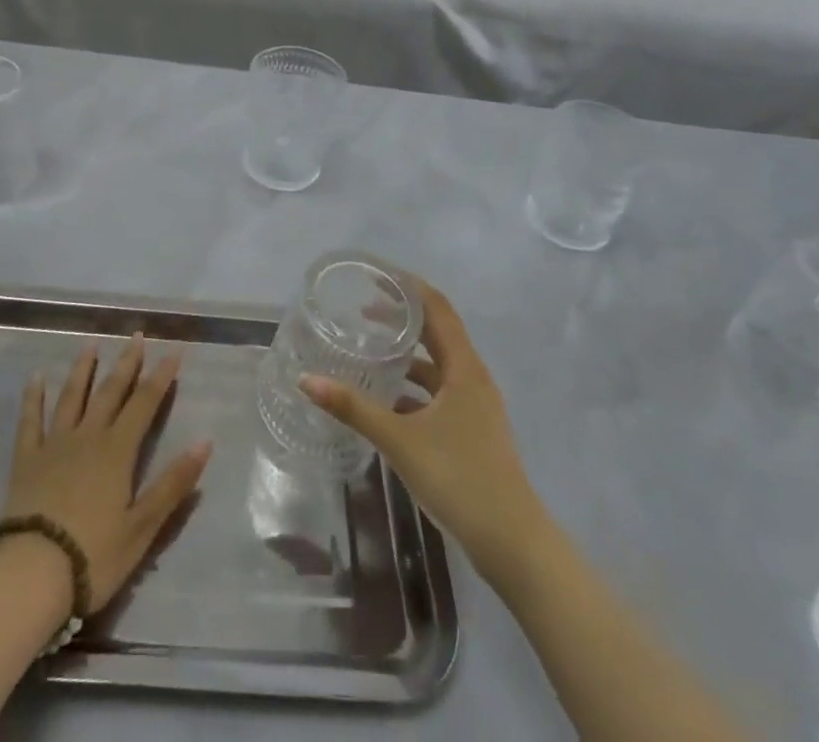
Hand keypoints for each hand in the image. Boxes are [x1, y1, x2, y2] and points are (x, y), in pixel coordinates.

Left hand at [1, 338, 212, 615]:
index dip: (160, 377)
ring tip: (90, 345)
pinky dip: (33, 398)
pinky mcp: (26, 460)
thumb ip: (173, 483)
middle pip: (110, 392)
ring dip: (83, 370)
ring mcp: (54, 445)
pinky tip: (36, 378)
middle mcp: (88, 436)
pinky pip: (30, 421)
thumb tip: (206, 441)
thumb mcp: (143, 526)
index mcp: (117, 451)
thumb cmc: (93, 556)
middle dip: (126, 363)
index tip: (173, 352)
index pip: (144, 404)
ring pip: (71, 397)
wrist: (30, 574)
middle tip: (136, 335)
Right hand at [300, 280, 542, 581]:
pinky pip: (439, 391)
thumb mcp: (400, 440)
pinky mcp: (472, 430)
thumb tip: (306, 380)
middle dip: (402, 317)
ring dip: (407, 353)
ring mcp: (475, 405)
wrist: (513, 544)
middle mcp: (472, 377)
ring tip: (370, 349)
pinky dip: (413, 386)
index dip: (409, 287)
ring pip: (437, 364)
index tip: (377, 275)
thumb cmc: (459, 479)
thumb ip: (353, 408)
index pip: (437, 308)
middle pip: (437, 332)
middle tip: (362, 308)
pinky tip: (386, 399)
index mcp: (463, 368)